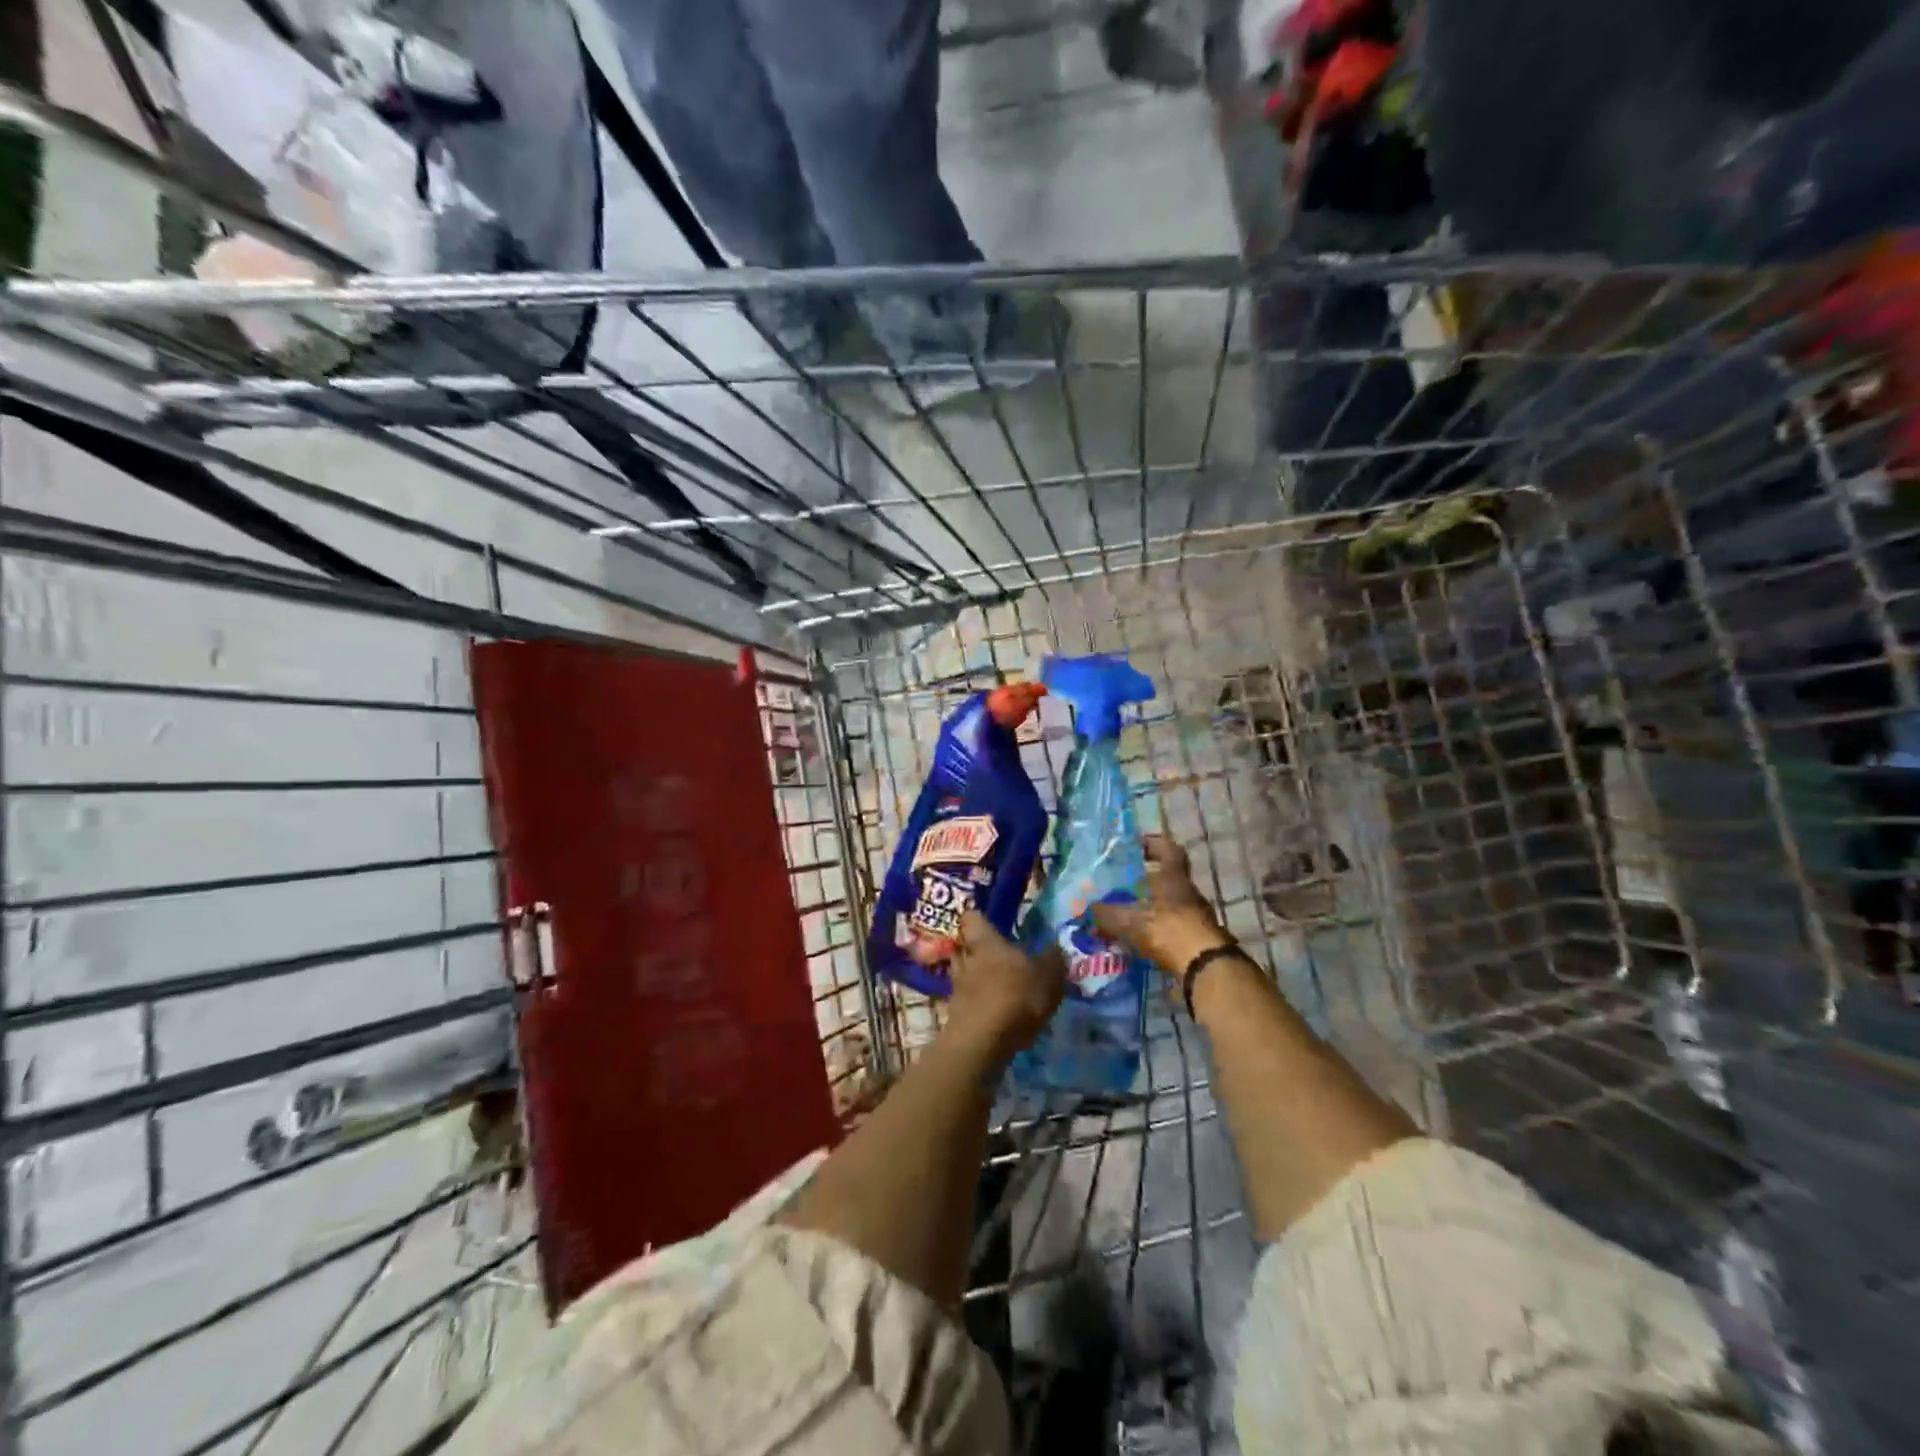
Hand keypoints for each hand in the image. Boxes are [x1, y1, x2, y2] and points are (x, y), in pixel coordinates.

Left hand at [944, 910, 1065, 1061]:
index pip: (971, 918)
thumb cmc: (1015, 997)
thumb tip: (1056, 948)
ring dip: (976, 978)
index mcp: (985, 942)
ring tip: (997, 985)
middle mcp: (966, 959)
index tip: (992, 923)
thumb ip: (1053, 961)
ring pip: (964, 974)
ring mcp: (957, 988)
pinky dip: (978, 1003)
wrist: (982, 1043)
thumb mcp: (1048, 977)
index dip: (980, 919)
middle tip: (998, 956)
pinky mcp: (956, 1015)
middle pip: (964, 946)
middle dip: (977, 950)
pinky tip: (996, 1012)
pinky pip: (967, 1000)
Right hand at [1089, 835, 1231, 974]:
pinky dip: (1156, 928)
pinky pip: (1172, 925)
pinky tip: (1138, 938)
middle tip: (1122, 882)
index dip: (1153, 843)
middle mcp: (1188, 891)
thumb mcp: (1129, 920)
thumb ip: (1105, 914)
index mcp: (1174, 877)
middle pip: (1168, 876)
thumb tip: (1083, 908)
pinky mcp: (1196, 937)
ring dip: (1151, 904)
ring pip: (1170, 902)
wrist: (1205, 966)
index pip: (1169, 849)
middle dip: (1146, 878)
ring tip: (1125, 912)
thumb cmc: (1168, 930)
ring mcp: (1196, 915)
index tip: (1135, 845)